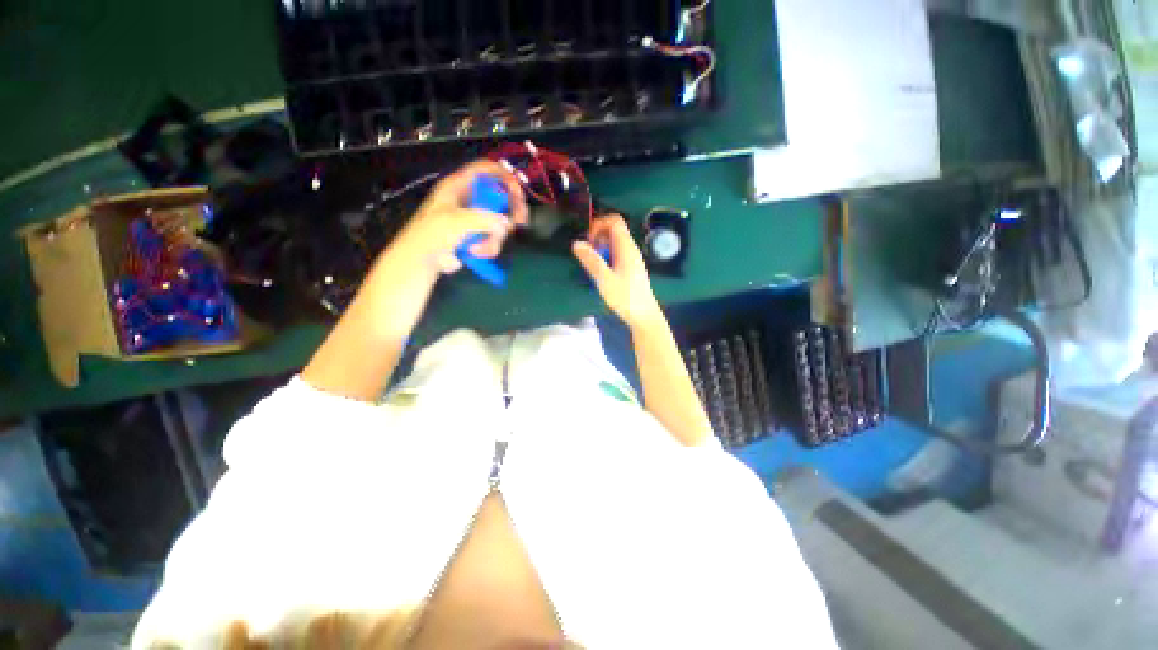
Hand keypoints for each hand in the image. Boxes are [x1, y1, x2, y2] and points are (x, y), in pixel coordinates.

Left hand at [391, 160, 528, 277]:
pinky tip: (477, 253)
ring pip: (500, 221)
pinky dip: (489, 247)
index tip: (518, 194)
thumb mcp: (455, 222)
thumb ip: (483, 219)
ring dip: (495, 237)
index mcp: (458, 186)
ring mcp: (474, 219)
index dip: (504, 177)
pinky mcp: (477, 236)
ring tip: (481, 248)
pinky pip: (494, 238)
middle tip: (520, 222)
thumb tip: (505, 224)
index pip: (486, 170)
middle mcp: (469, 199)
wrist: (420, 262)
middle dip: (510, 211)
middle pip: (500, 196)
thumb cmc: (431, 236)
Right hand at [573, 214, 663, 329]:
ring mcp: (632, 258)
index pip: (614, 221)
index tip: (589, 240)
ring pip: (615, 242)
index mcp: (626, 248)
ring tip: (595, 264)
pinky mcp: (631, 268)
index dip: (599, 224)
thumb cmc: (625, 298)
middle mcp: (631, 249)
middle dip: (598, 236)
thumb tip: (577, 243)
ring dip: (602, 248)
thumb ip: (591, 261)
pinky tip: (603, 272)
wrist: (643, 315)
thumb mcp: (605, 280)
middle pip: (614, 230)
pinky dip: (607, 256)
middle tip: (590, 253)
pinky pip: (617, 253)